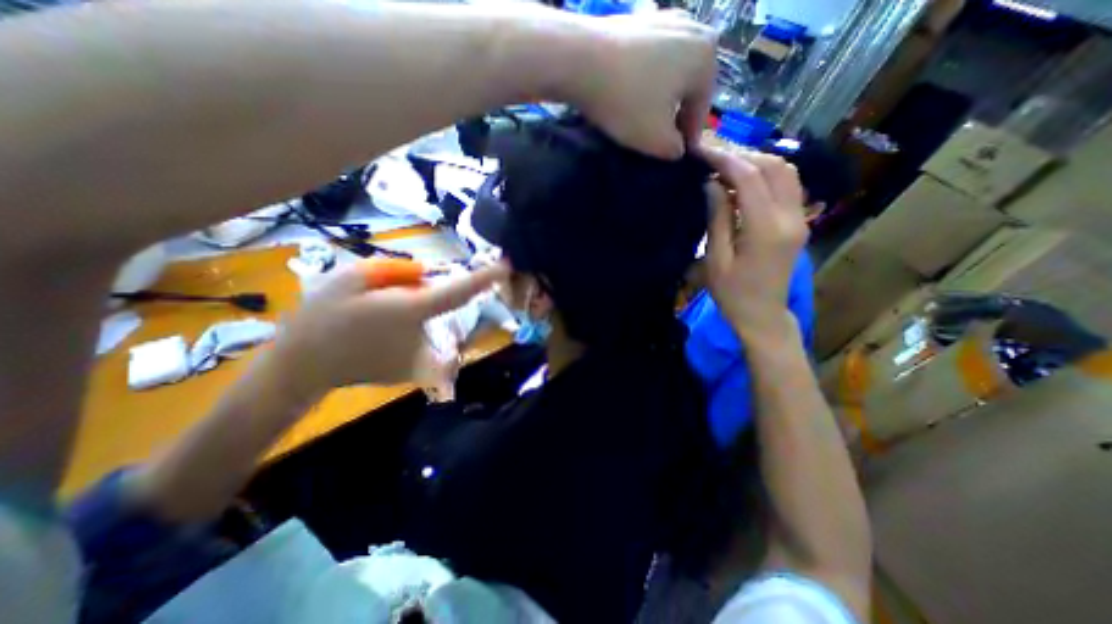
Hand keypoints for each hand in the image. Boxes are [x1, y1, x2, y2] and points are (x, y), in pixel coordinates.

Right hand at [272, 260, 506, 397]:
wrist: (302, 368)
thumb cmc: (322, 318)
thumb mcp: (352, 278)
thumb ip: (396, 272)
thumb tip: (426, 274)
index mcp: (412, 311)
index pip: (459, 293)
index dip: (484, 279)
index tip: (506, 266)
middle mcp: (425, 338)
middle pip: (440, 304)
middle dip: (420, 293)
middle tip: (382, 296)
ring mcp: (421, 359)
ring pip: (428, 322)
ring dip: (411, 312)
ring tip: (372, 318)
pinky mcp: (414, 372)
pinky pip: (420, 339)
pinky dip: (407, 330)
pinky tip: (376, 335)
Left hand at [568, 11, 716, 157]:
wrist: (580, 61)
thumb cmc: (627, 102)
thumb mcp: (657, 141)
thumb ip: (675, 149)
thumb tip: (677, 147)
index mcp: (706, 58)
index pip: (700, 110)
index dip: (686, 139)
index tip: (672, 156)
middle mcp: (693, 29)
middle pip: (685, 90)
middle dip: (672, 117)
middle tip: (654, 139)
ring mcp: (664, 19)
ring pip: (666, 75)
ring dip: (656, 100)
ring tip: (637, 120)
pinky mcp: (638, 20)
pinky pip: (647, 61)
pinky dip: (641, 81)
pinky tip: (626, 96)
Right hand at [703, 147, 808, 338]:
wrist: (763, 316)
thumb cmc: (732, 294)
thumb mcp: (716, 260)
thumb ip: (717, 218)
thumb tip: (712, 183)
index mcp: (766, 229)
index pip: (750, 177)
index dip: (725, 158)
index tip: (701, 149)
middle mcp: (791, 217)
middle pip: (774, 166)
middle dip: (741, 154)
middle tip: (712, 154)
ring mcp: (800, 218)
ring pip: (785, 172)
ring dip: (755, 161)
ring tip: (725, 164)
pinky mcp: (798, 222)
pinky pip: (786, 186)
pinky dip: (764, 175)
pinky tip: (742, 181)